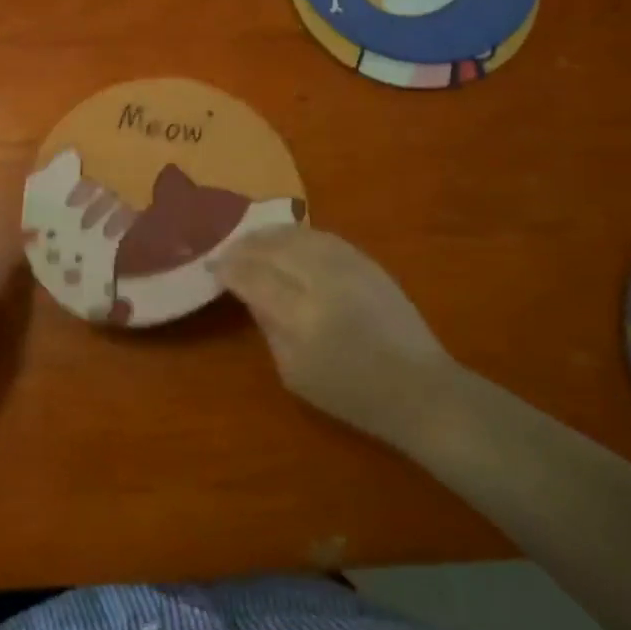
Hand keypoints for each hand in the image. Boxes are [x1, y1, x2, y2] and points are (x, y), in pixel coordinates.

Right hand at [214, 226, 465, 452]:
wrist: (419, 388)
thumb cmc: (351, 394)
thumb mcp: (294, 373)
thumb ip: (268, 327)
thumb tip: (250, 294)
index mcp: (301, 314)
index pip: (253, 276)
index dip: (229, 268)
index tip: (212, 266)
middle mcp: (323, 280)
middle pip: (273, 248)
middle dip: (244, 246)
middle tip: (226, 251)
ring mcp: (348, 265)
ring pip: (297, 235)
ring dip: (268, 235)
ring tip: (250, 241)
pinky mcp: (367, 261)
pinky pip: (322, 237)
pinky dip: (296, 235)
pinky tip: (286, 241)